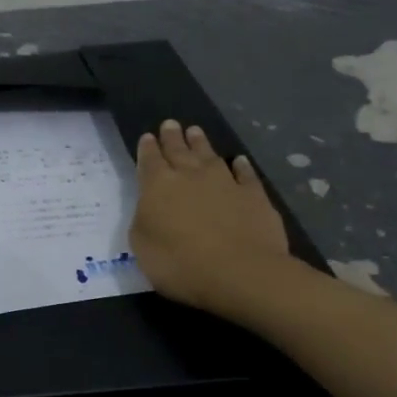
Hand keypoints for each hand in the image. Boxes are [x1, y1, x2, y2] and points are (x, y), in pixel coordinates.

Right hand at [130, 120, 289, 315]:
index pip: (150, 160)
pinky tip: (239, 161)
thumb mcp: (143, 247)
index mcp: (158, 186)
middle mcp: (190, 176)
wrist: (240, 272)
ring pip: (210, 155)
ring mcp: (225, 182)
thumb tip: (151, 208)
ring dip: (201, 143)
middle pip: (179, 150)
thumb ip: (144, 221)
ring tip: (195, 131)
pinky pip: (245, 174)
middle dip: (172, 137)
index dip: (147, 149)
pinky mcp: (254, 195)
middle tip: (170, 123)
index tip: (148, 137)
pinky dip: (241, 166)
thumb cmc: (180, 264)